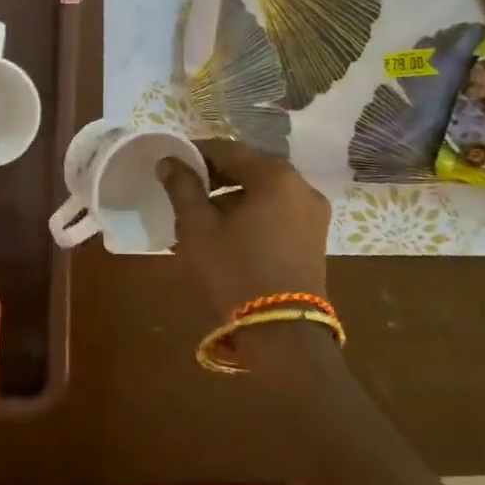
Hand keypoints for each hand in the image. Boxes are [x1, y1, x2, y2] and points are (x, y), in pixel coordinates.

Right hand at [159, 140, 330, 320]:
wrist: (282, 334)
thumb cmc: (234, 271)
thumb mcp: (198, 227)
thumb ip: (183, 187)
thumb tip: (169, 162)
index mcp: (275, 176)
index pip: (229, 149)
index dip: (198, 152)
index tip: (174, 162)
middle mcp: (302, 187)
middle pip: (251, 167)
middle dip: (217, 174)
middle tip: (186, 187)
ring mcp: (314, 214)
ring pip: (266, 190)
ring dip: (235, 194)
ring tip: (204, 213)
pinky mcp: (315, 238)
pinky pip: (279, 210)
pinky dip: (254, 211)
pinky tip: (230, 230)